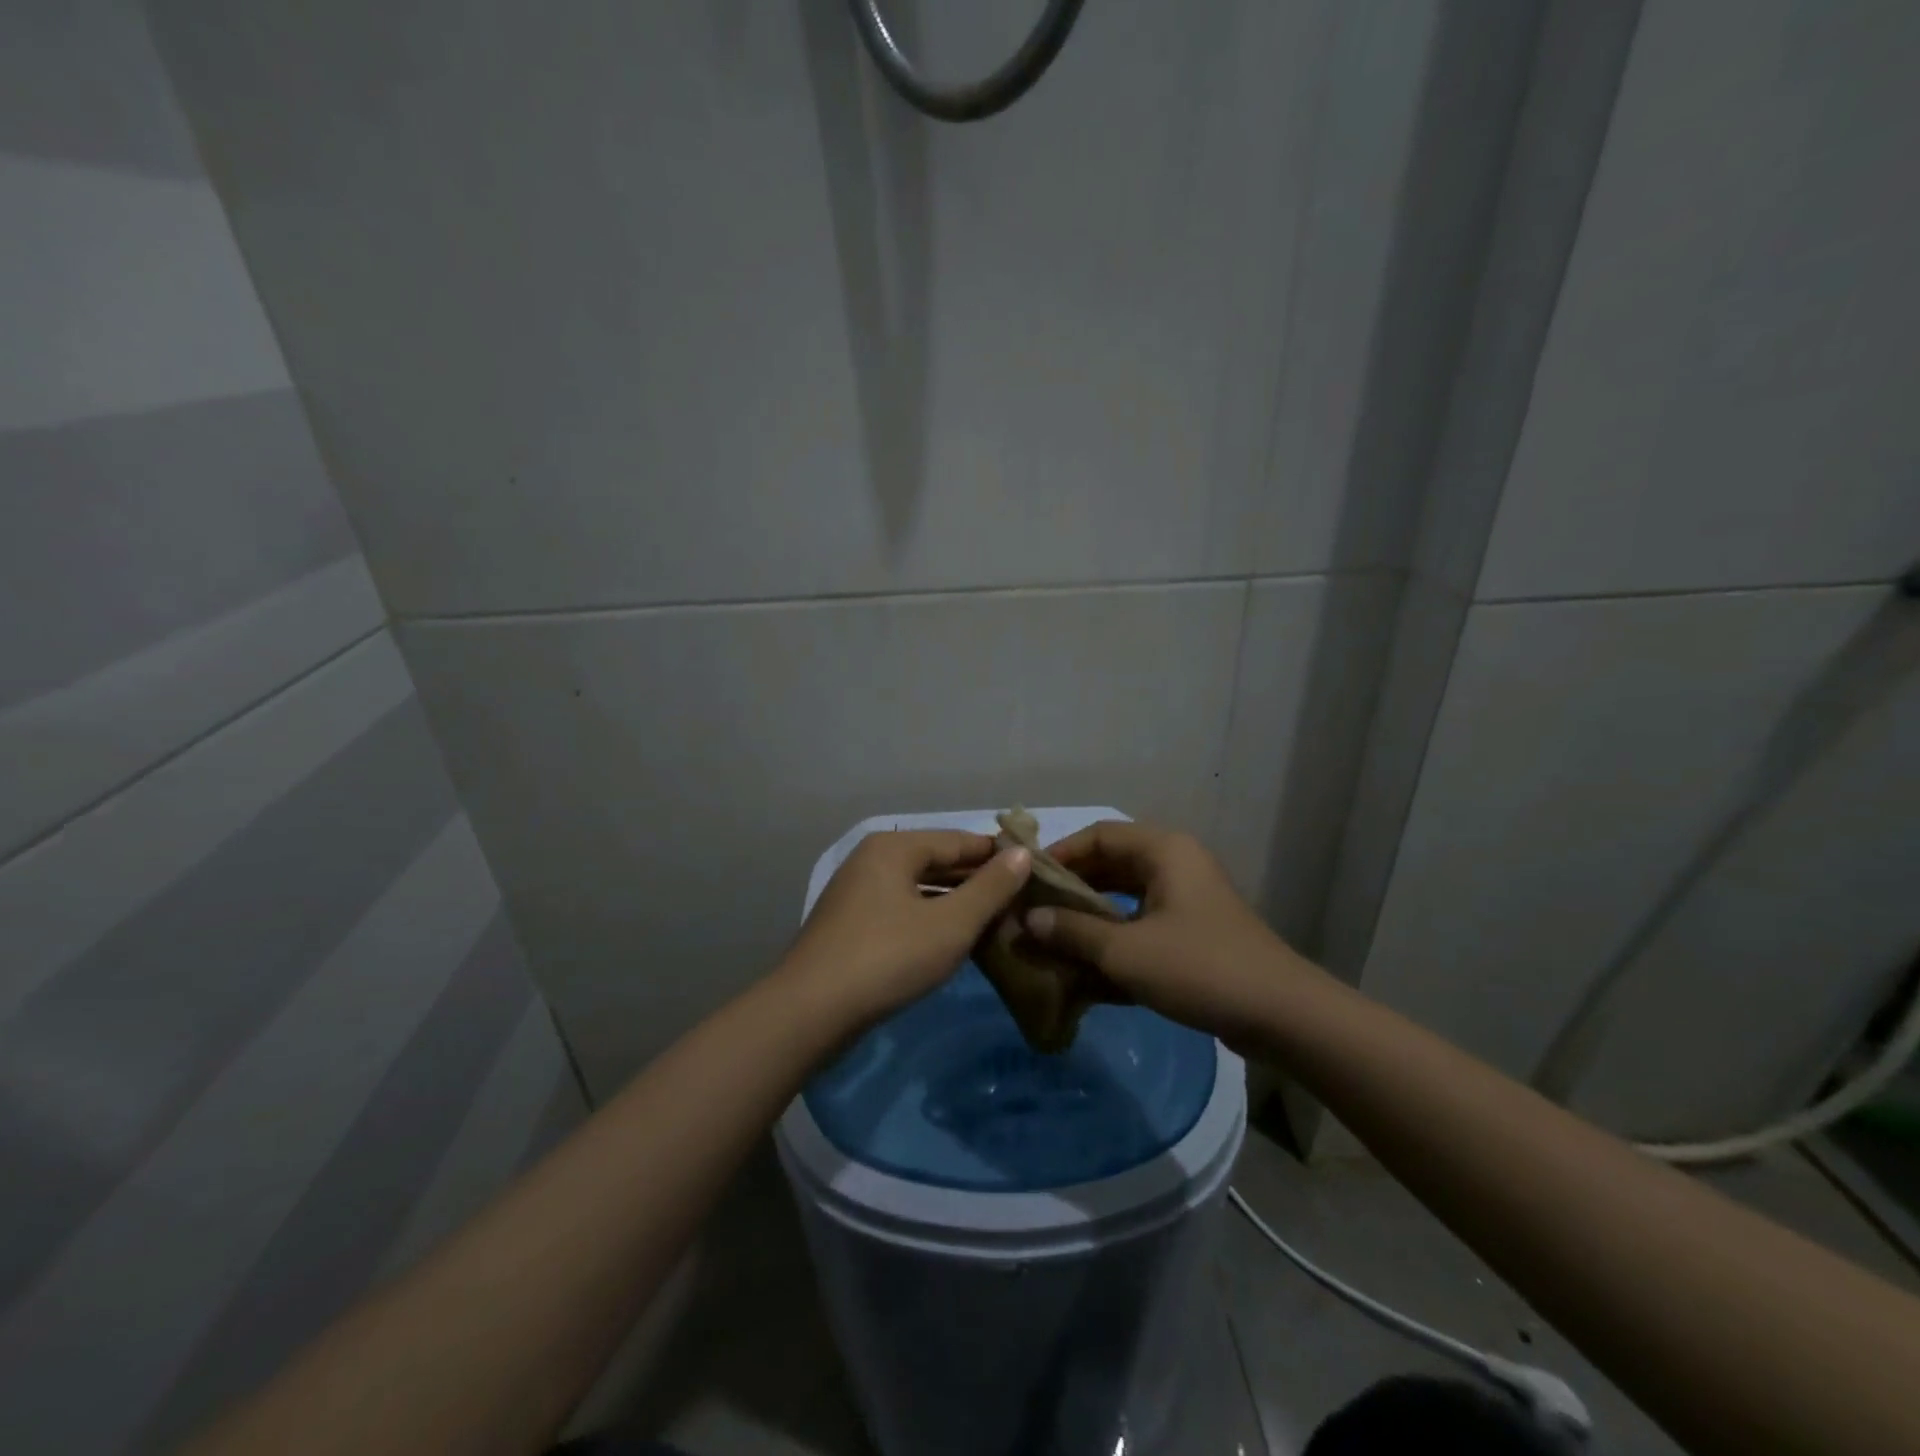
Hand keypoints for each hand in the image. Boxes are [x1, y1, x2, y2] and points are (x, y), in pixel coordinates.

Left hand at [778, 830, 1031, 1028]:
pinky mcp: (851, 925)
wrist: (809, 1012)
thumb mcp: (950, 924)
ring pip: (920, 888)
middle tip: (1022, 900)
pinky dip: (931, 919)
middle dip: (978, 881)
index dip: (999, 855)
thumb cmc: (888, 958)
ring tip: (997, 920)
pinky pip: (903, 910)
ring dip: (956, 902)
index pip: (959, 840)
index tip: (1036, 870)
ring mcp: (857, 893)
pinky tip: (954, 939)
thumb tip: (1023, 853)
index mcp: (894, 848)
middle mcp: (873, 860)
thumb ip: (990, 888)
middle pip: (937, 862)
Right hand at [1025, 820, 1318, 1048]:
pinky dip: (1114, 937)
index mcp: (1163, 850)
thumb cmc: (1199, 968)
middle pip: (1110, 864)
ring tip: (1052, 938)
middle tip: (1033, 913)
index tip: (1027, 882)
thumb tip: (1026, 920)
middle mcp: (1175, 863)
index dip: (1059, 855)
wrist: (1282, 1015)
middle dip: (1071, 889)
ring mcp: (1187, 898)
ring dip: (1090, 916)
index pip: (1098, 835)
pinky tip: (1086, 965)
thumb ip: (1072, 932)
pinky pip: (1142, 922)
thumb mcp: (1126, 951)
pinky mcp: (1193, 930)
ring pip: (1125, 896)